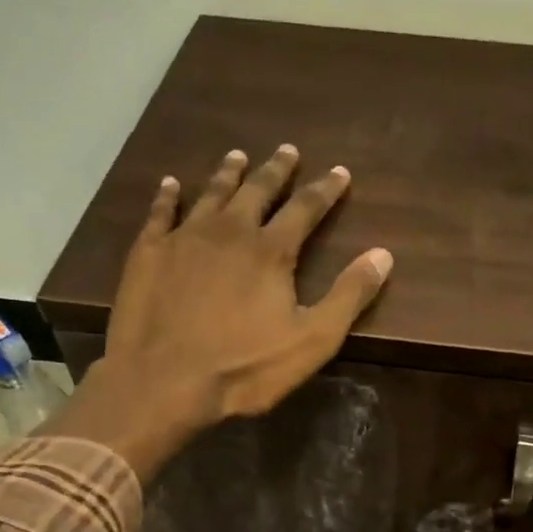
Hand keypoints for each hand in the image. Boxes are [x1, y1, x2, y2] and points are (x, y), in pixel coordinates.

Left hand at [48, 146, 392, 479]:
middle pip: (258, 191)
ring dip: (228, 174)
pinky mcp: (149, 253)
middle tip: (287, 150)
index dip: (325, 189)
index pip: (306, 208)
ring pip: (211, 194)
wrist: (163, 381)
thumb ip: (349, 296)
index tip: (339, 172)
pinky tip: (169, 185)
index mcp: (271, 250)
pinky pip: (160, 213)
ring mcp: (184, 238)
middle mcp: (229, 231)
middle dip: (276, 170)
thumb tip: (383, 254)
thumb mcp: (313, 340)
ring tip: (238, 156)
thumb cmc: (244, 368)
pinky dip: (167, 196)